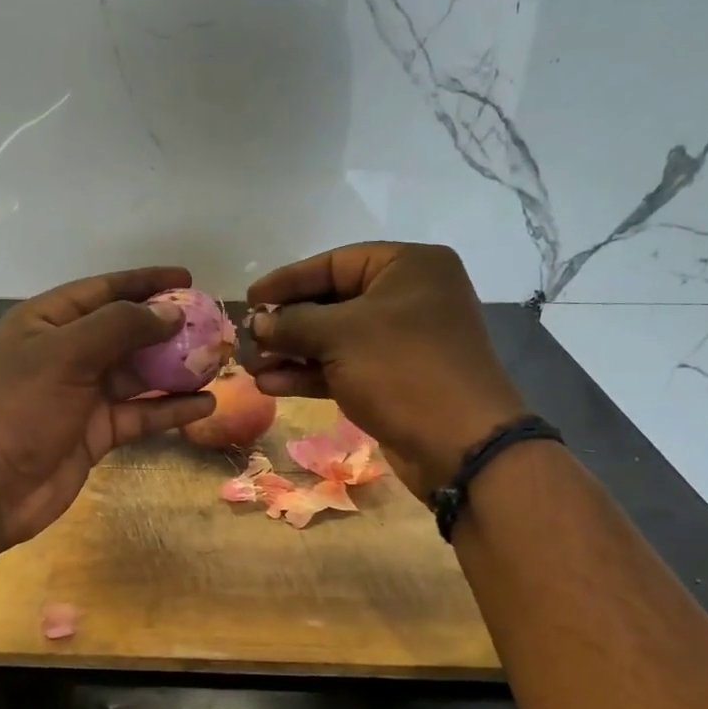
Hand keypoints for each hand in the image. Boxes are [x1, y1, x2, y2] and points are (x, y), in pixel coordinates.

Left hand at [0, 267, 213, 546]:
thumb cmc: (17, 408)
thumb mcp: (64, 355)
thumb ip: (119, 327)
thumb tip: (171, 312)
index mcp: (47, 322)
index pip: (103, 290)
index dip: (146, 282)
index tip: (188, 280)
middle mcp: (66, 353)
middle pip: (126, 332)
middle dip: (168, 329)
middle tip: (214, 326)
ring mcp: (82, 395)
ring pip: (138, 375)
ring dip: (175, 370)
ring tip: (219, 364)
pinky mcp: (96, 432)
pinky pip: (140, 413)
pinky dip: (170, 409)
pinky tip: (205, 404)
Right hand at [245, 242, 528, 498]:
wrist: (460, 445)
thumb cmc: (402, 369)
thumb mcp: (341, 335)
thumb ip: (293, 322)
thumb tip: (258, 322)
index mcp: (409, 267)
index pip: (334, 263)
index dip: (287, 280)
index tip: (250, 299)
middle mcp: (408, 297)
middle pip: (332, 302)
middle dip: (286, 323)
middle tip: (247, 339)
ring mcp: (402, 342)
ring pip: (334, 339)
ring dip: (291, 353)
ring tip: (251, 367)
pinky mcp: (394, 380)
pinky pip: (343, 367)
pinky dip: (309, 375)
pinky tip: (271, 385)